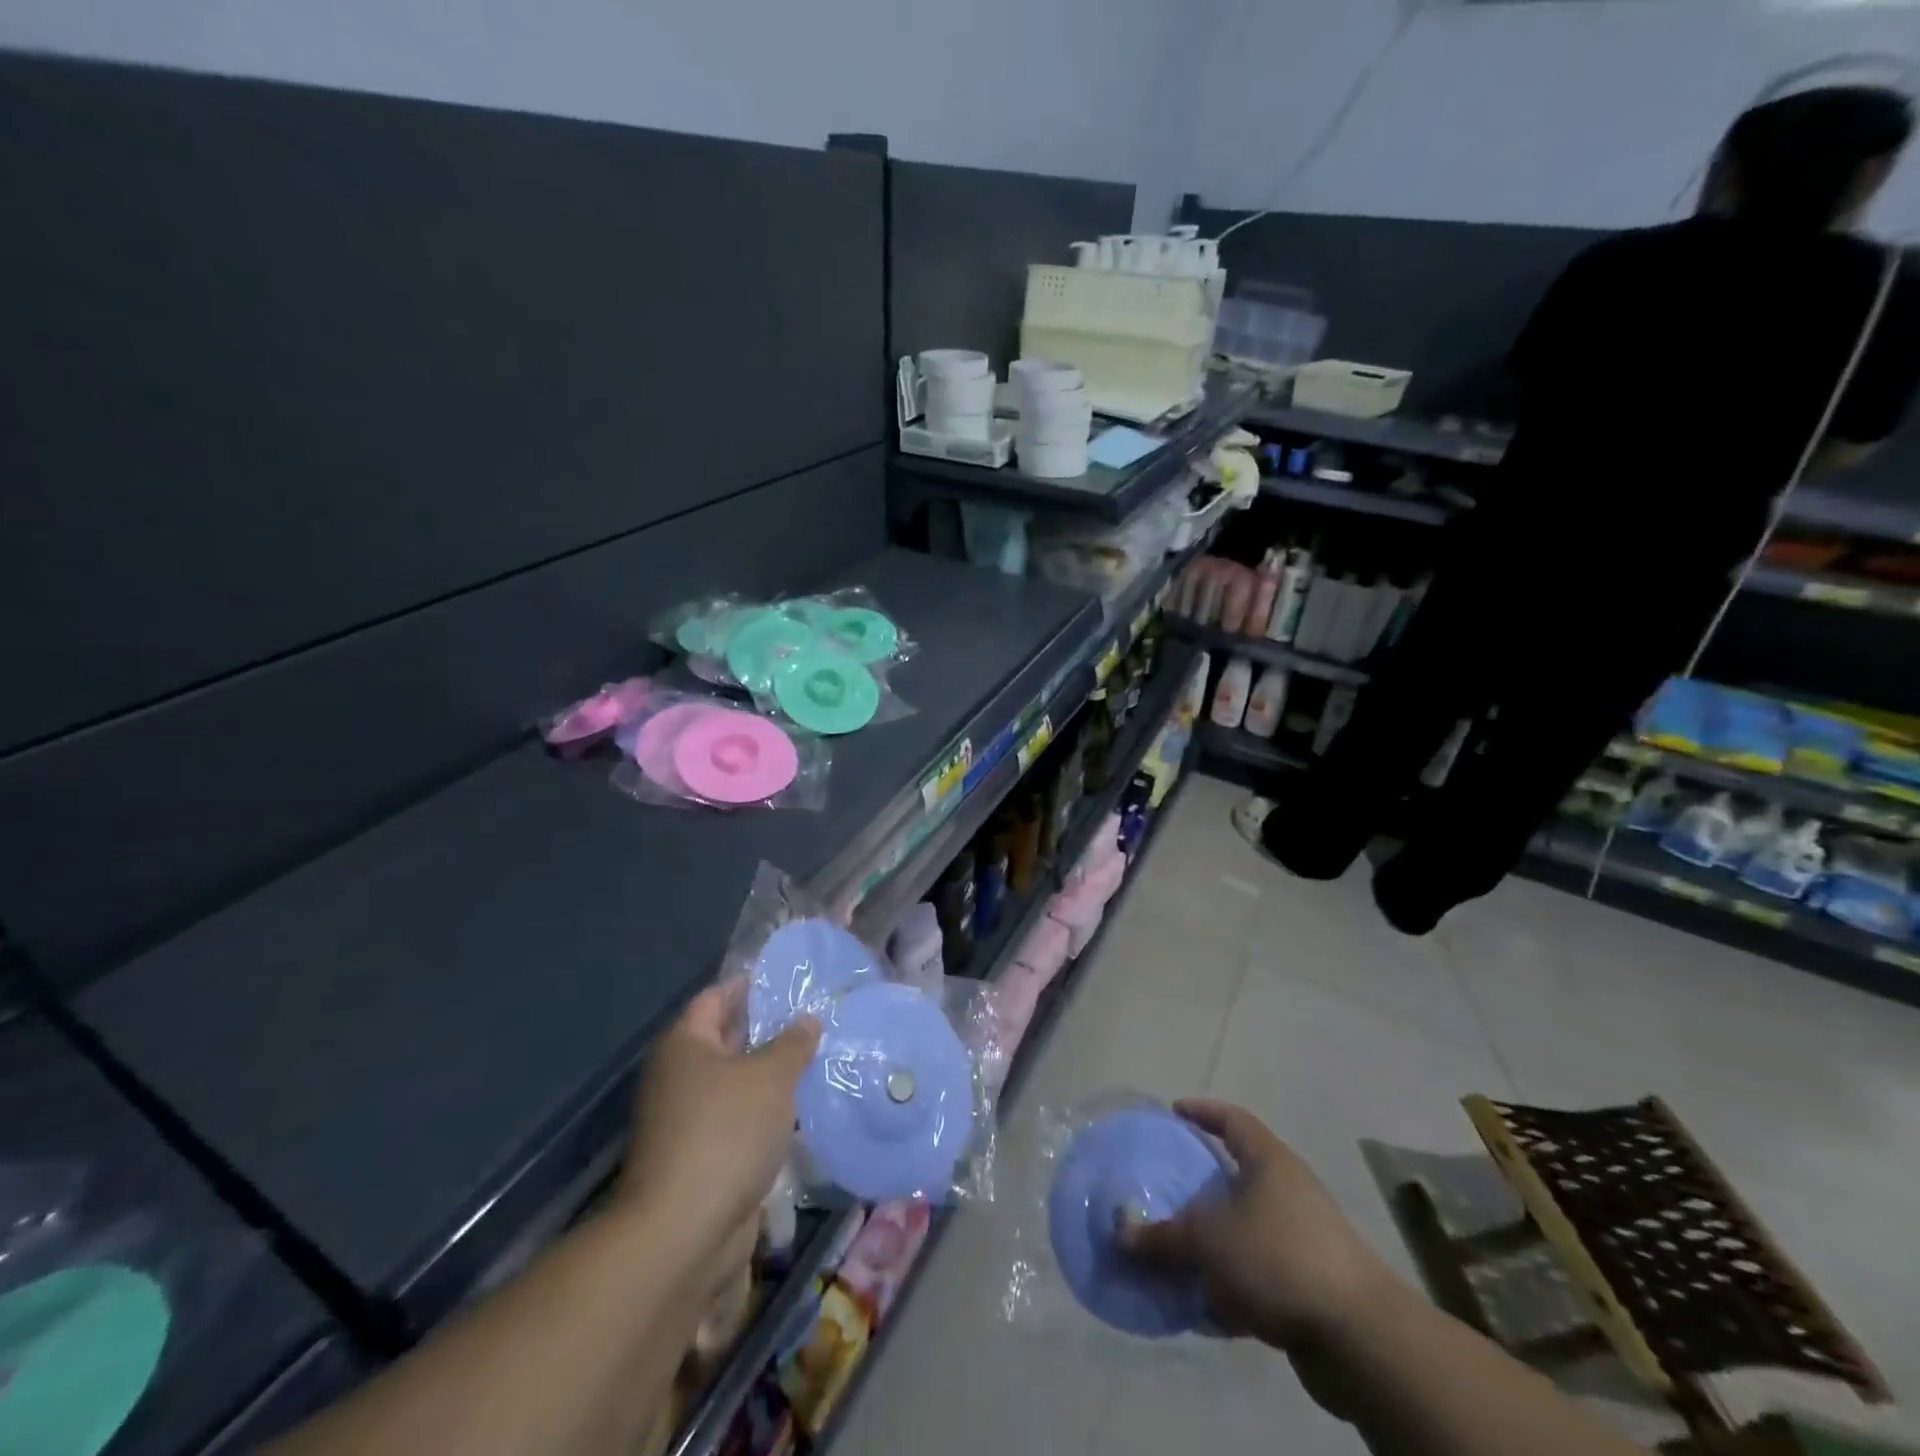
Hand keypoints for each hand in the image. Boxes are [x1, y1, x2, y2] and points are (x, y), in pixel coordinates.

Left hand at [619, 984, 819, 1264]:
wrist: (683, 1233)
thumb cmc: (726, 1133)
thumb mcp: (771, 1077)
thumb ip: (793, 1044)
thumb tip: (807, 1020)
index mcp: (686, 1044)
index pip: (717, 997)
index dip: (751, 985)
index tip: (791, 980)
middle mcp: (679, 1076)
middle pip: (726, 1038)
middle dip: (768, 1029)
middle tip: (815, 1017)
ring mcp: (686, 1119)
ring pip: (735, 1082)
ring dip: (770, 1074)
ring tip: (817, 1058)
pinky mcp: (700, 1157)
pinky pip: (738, 1119)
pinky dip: (765, 1112)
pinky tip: (801, 1108)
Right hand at [1118, 1099, 1398, 1350]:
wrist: (1361, 1338)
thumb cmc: (1279, 1258)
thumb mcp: (1210, 1242)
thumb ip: (1163, 1237)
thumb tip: (1121, 1234)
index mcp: (1269, 1162)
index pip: (1233, 1119)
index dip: (1203, 1111)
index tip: (1174, 1112)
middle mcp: (1289, 1191)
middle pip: (1238, 1174)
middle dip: (1201, 1185)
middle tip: (1166, 1189)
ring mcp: (1304, 1239)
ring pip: (1246, 1229)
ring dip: (1213, 1242)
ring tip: (1177, 1253)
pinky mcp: (1310, 1286)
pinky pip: (1259, 1274)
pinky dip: (1232, 1285)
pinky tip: (1204, 1306)